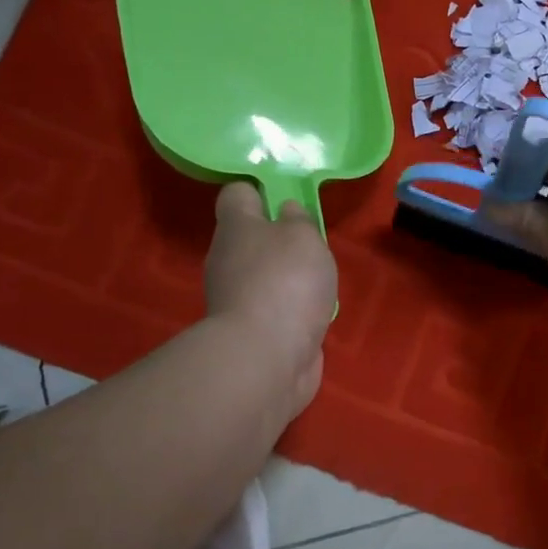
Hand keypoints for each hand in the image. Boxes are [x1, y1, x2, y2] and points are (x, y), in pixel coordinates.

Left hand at [204, 183, 336, 415]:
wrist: (266, 358)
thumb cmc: (285, 282)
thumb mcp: (303, 236)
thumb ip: (298, 220)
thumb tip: (286, 212)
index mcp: (236, 226)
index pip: (238, 193)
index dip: (261, 191)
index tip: (288, 198)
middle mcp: (228, 259)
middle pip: (251, 237)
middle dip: (280, 238)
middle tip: (313, 244)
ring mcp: (236, 298)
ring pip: (263, 275)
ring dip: (288, 278)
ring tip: (319, 283)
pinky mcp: (250, 331)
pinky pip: (274, 309)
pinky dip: (291, 310)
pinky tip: (313, 315)